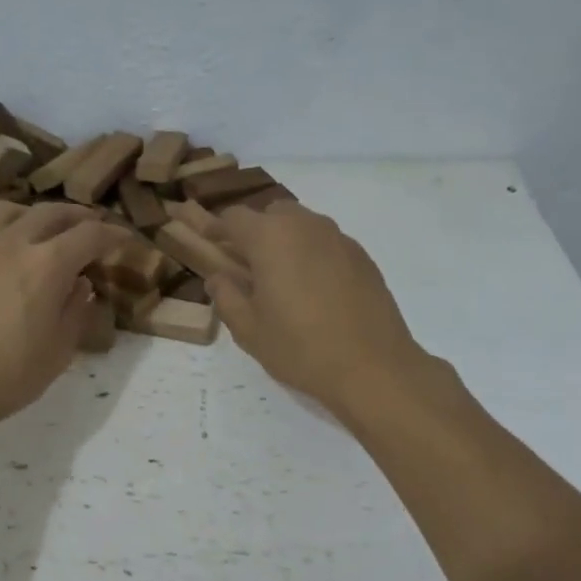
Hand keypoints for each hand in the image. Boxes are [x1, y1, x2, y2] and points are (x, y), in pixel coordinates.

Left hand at [0, 202, 131, 431]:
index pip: (90, 235)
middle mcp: (12, 243)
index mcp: (48, 265)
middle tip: (90, 226)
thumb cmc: (9, 375)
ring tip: (38, 228)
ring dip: (30, 214)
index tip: (125, 239)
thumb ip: (76, 310)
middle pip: (50, 212)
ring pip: (5, 210)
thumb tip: (80, 284)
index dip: (113, 234)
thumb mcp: (60, 350)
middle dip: (77, 216)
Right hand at [190, 201, 430, 417]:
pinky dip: (312, 256)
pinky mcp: (362, 257)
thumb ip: (226, 296)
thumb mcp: (249, 329)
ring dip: (285, 242)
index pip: (234, 217)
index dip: (217, 228)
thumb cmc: (300, 348)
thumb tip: (218, 277)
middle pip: (271, 214)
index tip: (208, 243)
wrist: (372, 367)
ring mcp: (339, 238)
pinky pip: (327, 244)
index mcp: (271, 238)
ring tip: (282, 281)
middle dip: (255, 233)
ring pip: (303, 226)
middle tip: (247, 267)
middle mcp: (306, 226)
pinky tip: (314, 292)